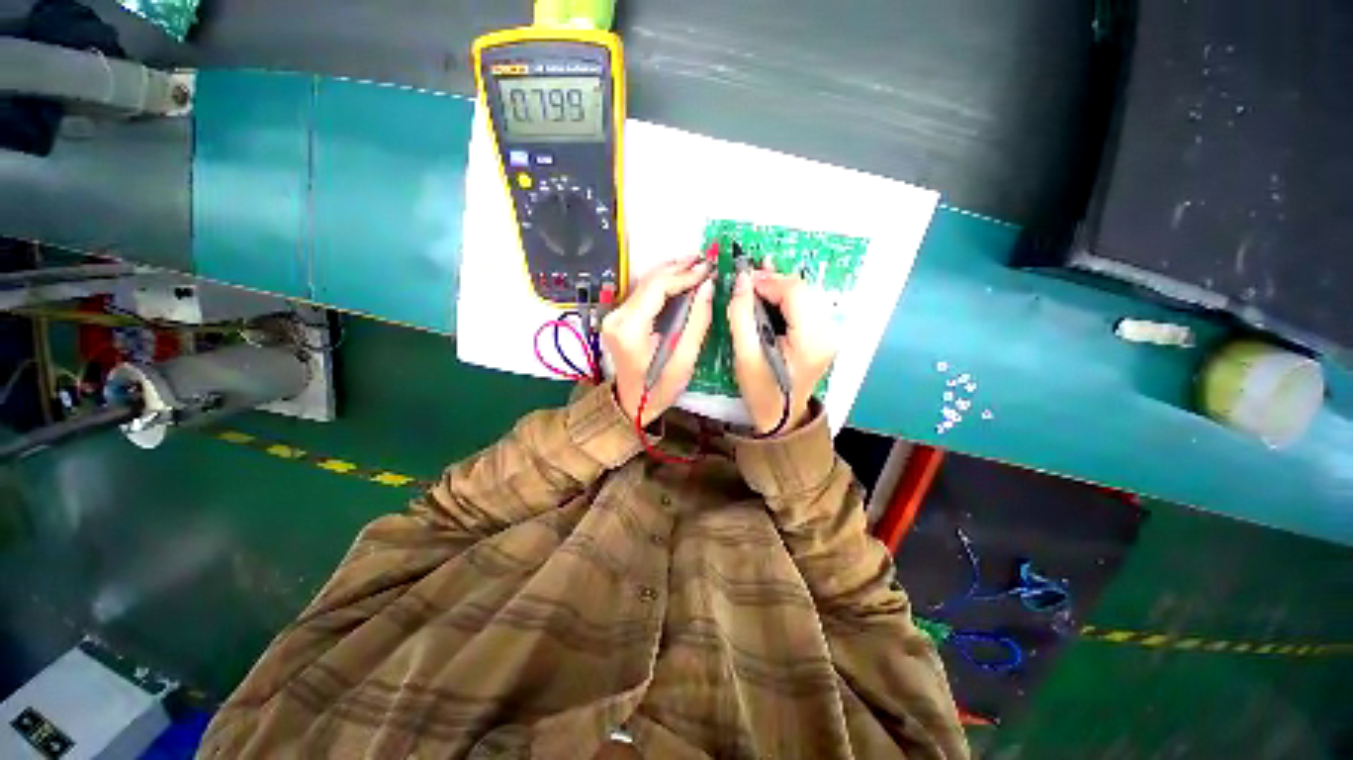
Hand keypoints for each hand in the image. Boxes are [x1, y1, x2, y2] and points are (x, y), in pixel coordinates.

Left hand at [602, 255, 713, 425]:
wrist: (631, 404)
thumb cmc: (659, 389)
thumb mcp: (684, 360)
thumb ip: (697, 321)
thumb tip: (707, 286)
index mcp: (630, 329)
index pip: (657, 288)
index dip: (684, 275)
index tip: (707, 269)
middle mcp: (617, 317)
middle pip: (649, 281)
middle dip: (679, 268)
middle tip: (704, 260)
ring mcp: (615, 316)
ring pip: (645, 284)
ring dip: (671, 272)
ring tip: (695, 263)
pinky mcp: (619, 318)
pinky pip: (643, 293)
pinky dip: (663, 283)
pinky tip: (679, 277)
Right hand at [728, 262, 837, 434]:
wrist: (782, 418)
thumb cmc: (761, 391)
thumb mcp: (744, 355)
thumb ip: (741, 314)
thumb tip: (741, 279)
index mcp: (811, 340)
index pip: (795, 293)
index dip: (769, 280)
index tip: (743, 278)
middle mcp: (828, 332)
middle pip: (803, 290)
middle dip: (774, 281)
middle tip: (747, 280)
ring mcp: (829, 333)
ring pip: (806, 294)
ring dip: (780, 286)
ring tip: (756, 282)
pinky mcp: (824, 334)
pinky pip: (807, 305)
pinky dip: (788, 296)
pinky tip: (773, 288)